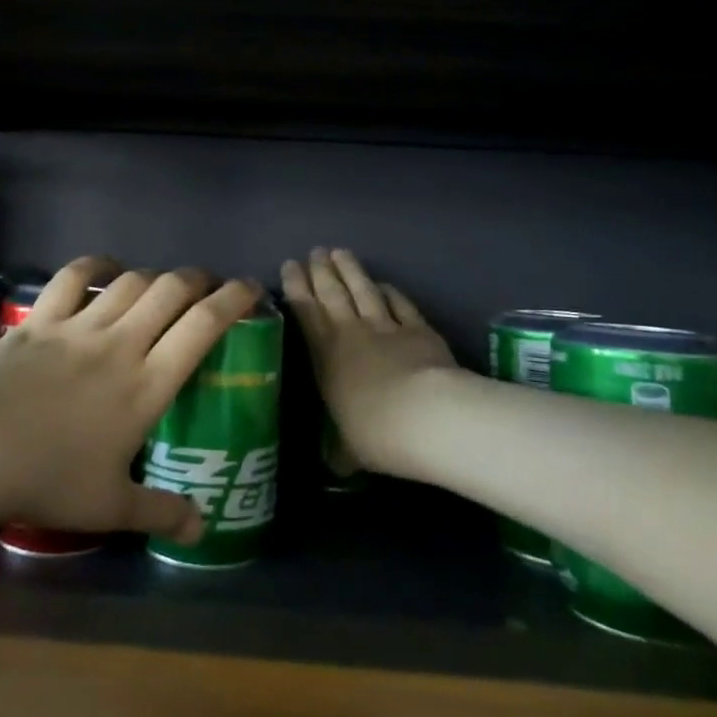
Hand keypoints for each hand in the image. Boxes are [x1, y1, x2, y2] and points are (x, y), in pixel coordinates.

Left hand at [0, 257, 261, 542]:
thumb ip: (161, 513)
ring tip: (163, 284)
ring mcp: (79, 327)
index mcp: (147, 385)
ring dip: (154, 275)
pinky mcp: (40, 320)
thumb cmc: (48, 480)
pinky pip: (72, 278)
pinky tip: (105, 268)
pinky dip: (94, 266)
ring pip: (130, 282)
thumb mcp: (110, 507)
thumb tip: (202, 529)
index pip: (203, 327)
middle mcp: (121, 344)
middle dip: (198, 279)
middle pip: (171, 291)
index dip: (233, 300)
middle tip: (208, 285)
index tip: (250, 288)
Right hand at [281, 248, 455, 475]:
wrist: (425, 416)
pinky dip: (390, 291)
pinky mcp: (418, 329)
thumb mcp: (348, 449)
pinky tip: (384, 283)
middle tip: (314, 252)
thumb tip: (334, 464)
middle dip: (320, 271)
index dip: (297, 287)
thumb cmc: (374, 433)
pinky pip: (399, 304)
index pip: (305, 312)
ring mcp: (386, 327)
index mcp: (325, 356)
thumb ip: (339, 450)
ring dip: (350, 270)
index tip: (290, 265)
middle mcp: (350, 333)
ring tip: (339, 252)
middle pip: (332, 293)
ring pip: (363, 290)